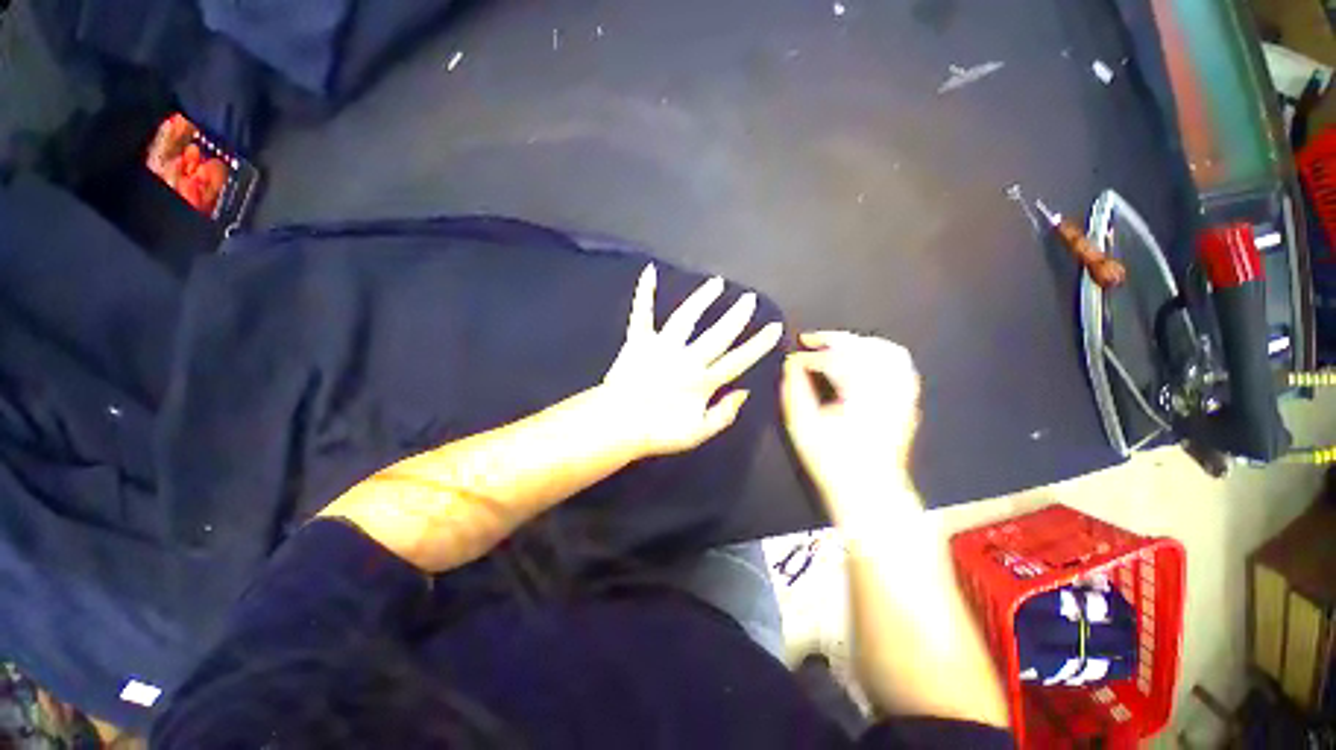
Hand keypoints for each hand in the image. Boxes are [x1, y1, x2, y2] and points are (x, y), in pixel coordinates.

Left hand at [603, 265, 782, 456]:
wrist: (618, 425)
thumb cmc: (658, 431)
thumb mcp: (697, 433)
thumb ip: (724, 414)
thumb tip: (744, 393)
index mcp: (702, 381)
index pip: (738, 359)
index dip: (758, 344)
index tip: (774, 327)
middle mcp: (686, 358)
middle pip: (718, 334)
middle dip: (736, 316)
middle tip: (749, 298)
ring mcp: (662, 346)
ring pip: (686, 317)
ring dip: (703, 298)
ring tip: (716, 282)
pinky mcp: (638, 341)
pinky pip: (642, 313)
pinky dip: (645, 293)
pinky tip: (649, 271)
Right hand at [781, 331, 921, 512]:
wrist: (870, 490)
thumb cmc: (833, 461)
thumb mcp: (803, 427)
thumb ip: (795, 391)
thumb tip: (791, 365)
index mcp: (860, 394)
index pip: (834, 360)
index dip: (810, 357)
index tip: (793, 359)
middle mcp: (887, 388)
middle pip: (863, 348)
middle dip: (833, 339)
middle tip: (810, 339)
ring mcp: (902, 394)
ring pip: (886, 351)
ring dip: (858, 342)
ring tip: (836, 344)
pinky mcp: (907, 402)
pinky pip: (901, 365)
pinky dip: (882, 354)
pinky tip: (866, 358)